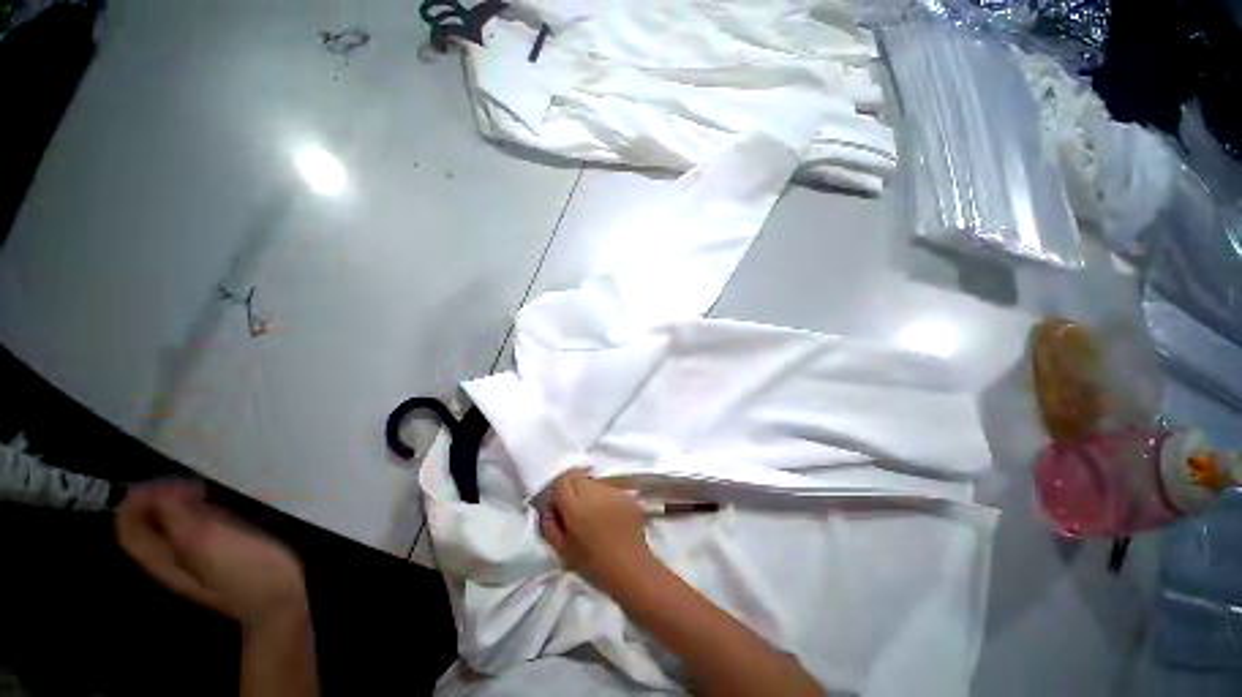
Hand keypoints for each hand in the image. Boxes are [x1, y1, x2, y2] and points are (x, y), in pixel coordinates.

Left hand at [116, 481, 307, 632]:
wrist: (275, 599)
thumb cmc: (242, 572)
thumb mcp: (205, 543)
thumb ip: (177, 520)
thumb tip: (160, 493)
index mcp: (161, 559)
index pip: (129, 528)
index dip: (136, 502)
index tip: (158, 481)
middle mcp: (169, 560)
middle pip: (145, 528)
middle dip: (154, 500)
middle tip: (178, 482)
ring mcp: (193, 560)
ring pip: (167, 528)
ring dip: (173, 504)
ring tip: (195, 489)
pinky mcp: (215, 557)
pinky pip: (191, 531)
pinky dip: (193, 513)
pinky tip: (212, 505)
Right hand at [540, 469, 656, 594]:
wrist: (630, 568)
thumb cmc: (593, 564)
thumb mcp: (562, 550)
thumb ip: (549, 524)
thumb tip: (548, 506)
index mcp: (575, 505)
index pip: (561, 481)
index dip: (557, 491)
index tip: (559, 506)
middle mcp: (594, 491)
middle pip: (577, 477)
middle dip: (572, 488)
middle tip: (573, 508)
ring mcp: (612, 490)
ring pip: (593, 481)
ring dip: (589, 491)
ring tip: (592, 512)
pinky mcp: (626, 494)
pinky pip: (608, 489)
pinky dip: (604, 497)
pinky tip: (607, 514)